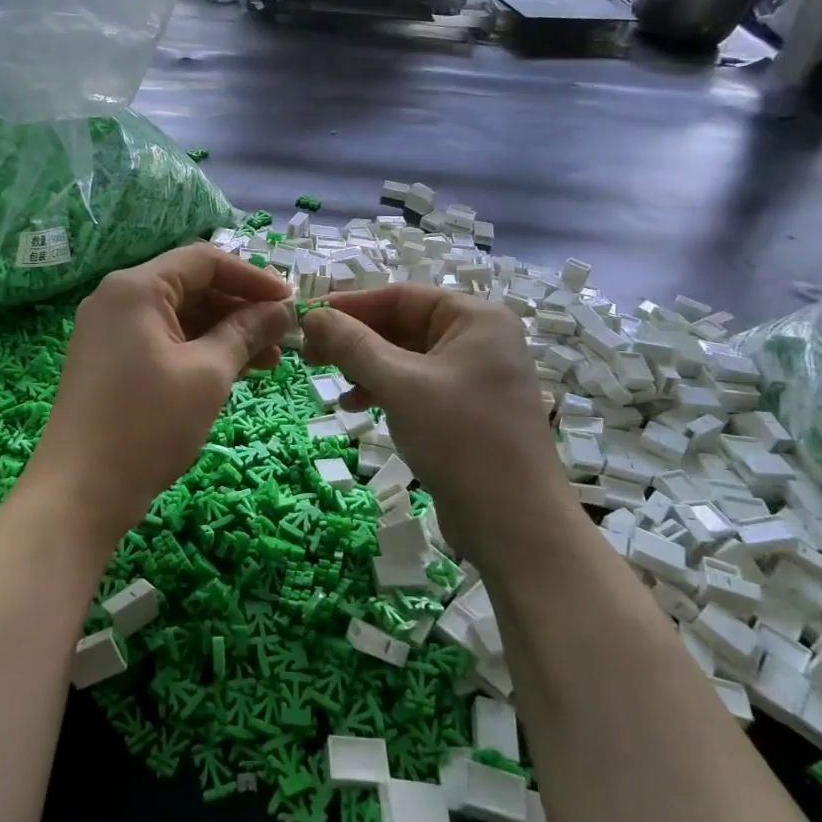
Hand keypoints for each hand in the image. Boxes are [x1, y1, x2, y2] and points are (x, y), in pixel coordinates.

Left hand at [25, 245, 293, 550]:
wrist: (79, 493)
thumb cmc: (148, 425)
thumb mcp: (208, 374)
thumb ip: (246, 332)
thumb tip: (282, 309)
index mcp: (136, 288)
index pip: (204, 260)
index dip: (253, 278)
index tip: (292, 303)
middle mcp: (118, 299)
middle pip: (191, 287)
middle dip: (241, 309)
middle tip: (283, 337)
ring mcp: (110, 332)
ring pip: (180, 317)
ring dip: (225, 333)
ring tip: (270, 362)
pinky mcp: (110, 362)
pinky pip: (163, 342)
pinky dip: (199, 352)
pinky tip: (234, 372)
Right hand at [301, 286, 574, 565]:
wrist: (516, 525)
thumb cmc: (461, 439)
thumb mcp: (400, 385)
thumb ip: (352, 345)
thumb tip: (311, 316)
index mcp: (475, 318)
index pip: (400, 296)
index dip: (349, 304)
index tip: (305, 318)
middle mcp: (479, 338)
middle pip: (402, 324)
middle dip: (354, 339)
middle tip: (309, 354)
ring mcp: (475, 376)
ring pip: (405, 357)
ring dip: (365, 366)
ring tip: (331, 383)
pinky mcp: (466, 410)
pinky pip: (416, 385)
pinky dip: (384, 390)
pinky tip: (357, 406)